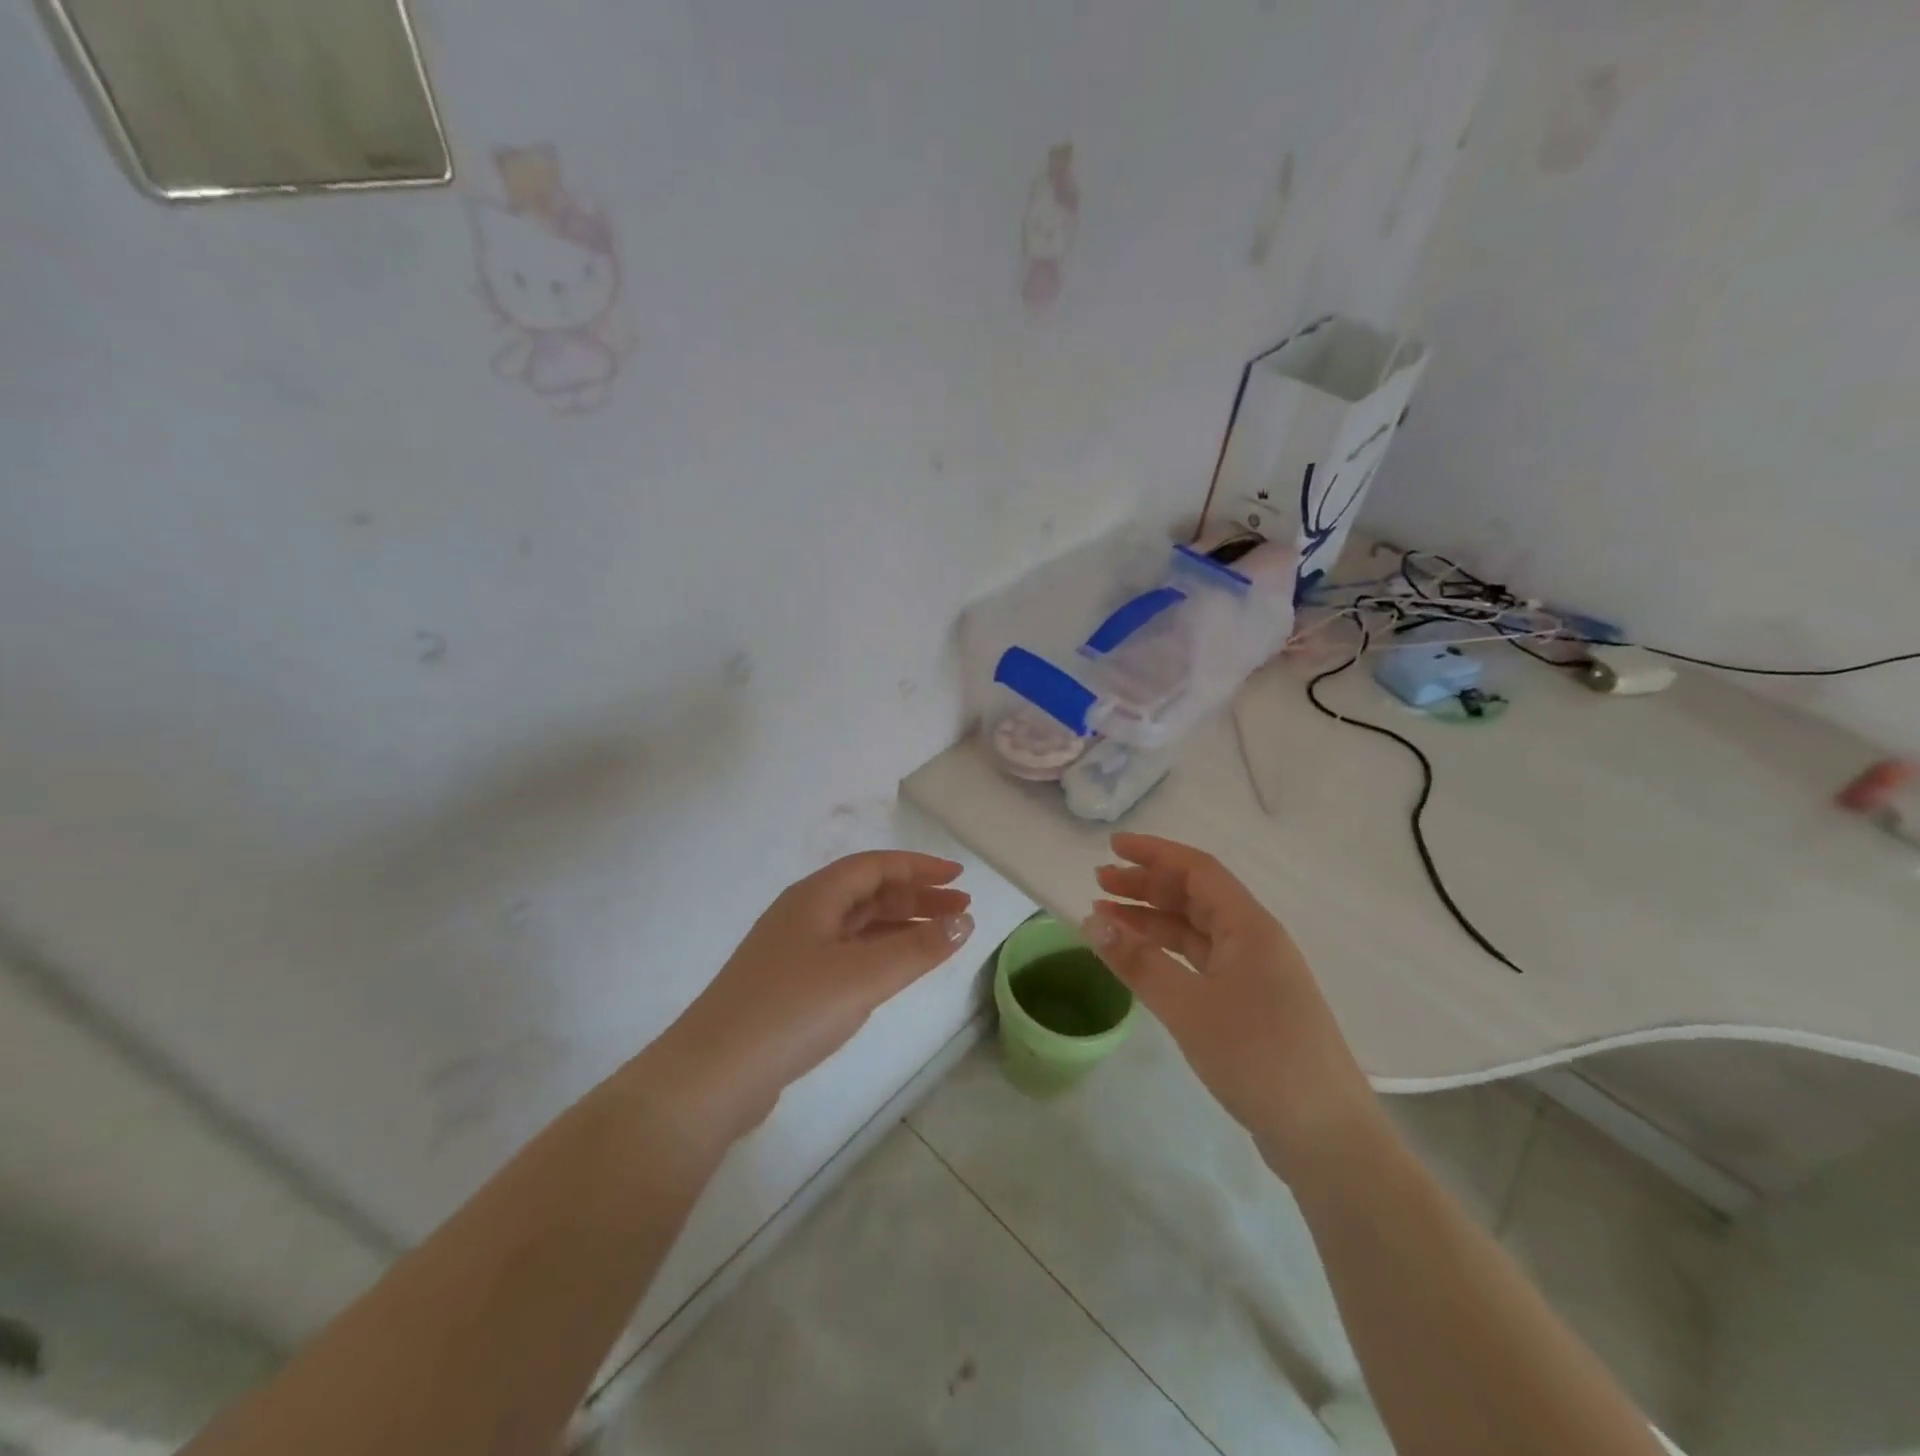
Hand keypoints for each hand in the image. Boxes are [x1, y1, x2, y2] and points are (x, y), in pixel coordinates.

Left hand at [651, 852, 974, 1142]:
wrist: (713, 1075)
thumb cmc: (792, 1010)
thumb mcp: (863, 976)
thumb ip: (918, 949)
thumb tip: (963, 922)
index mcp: (814, 897)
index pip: (875, 866)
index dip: (919, 867)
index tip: (959, 878)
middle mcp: (803, 914)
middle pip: (868, 893)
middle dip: (916, 897)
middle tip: (961, 910)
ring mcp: (794, 951)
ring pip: (858, 925)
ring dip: (900, 925)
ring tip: (941, 937)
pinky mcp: (790, 985)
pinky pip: (847, 953)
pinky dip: (879, 953)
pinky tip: (897, 969)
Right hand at [1085, 833, 1375, 1176]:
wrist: (1326, 1138)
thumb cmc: (1258, 1058)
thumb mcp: (1189, 1007)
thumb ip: (1138, 962)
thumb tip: (1091, 921)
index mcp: (1249, 927)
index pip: (1198, 870)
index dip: (1154, 853)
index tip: (1112, 847)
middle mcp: (1254, 940)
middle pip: (1195, 897)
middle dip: (1147, 885)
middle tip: (1099, 883)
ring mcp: (1255, 974)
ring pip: (1196, 931)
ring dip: (1152, 920)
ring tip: (1107, 918)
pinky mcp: (1251, 1005)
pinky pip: (1201, 962)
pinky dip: (1167, 954)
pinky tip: (1139, 961)